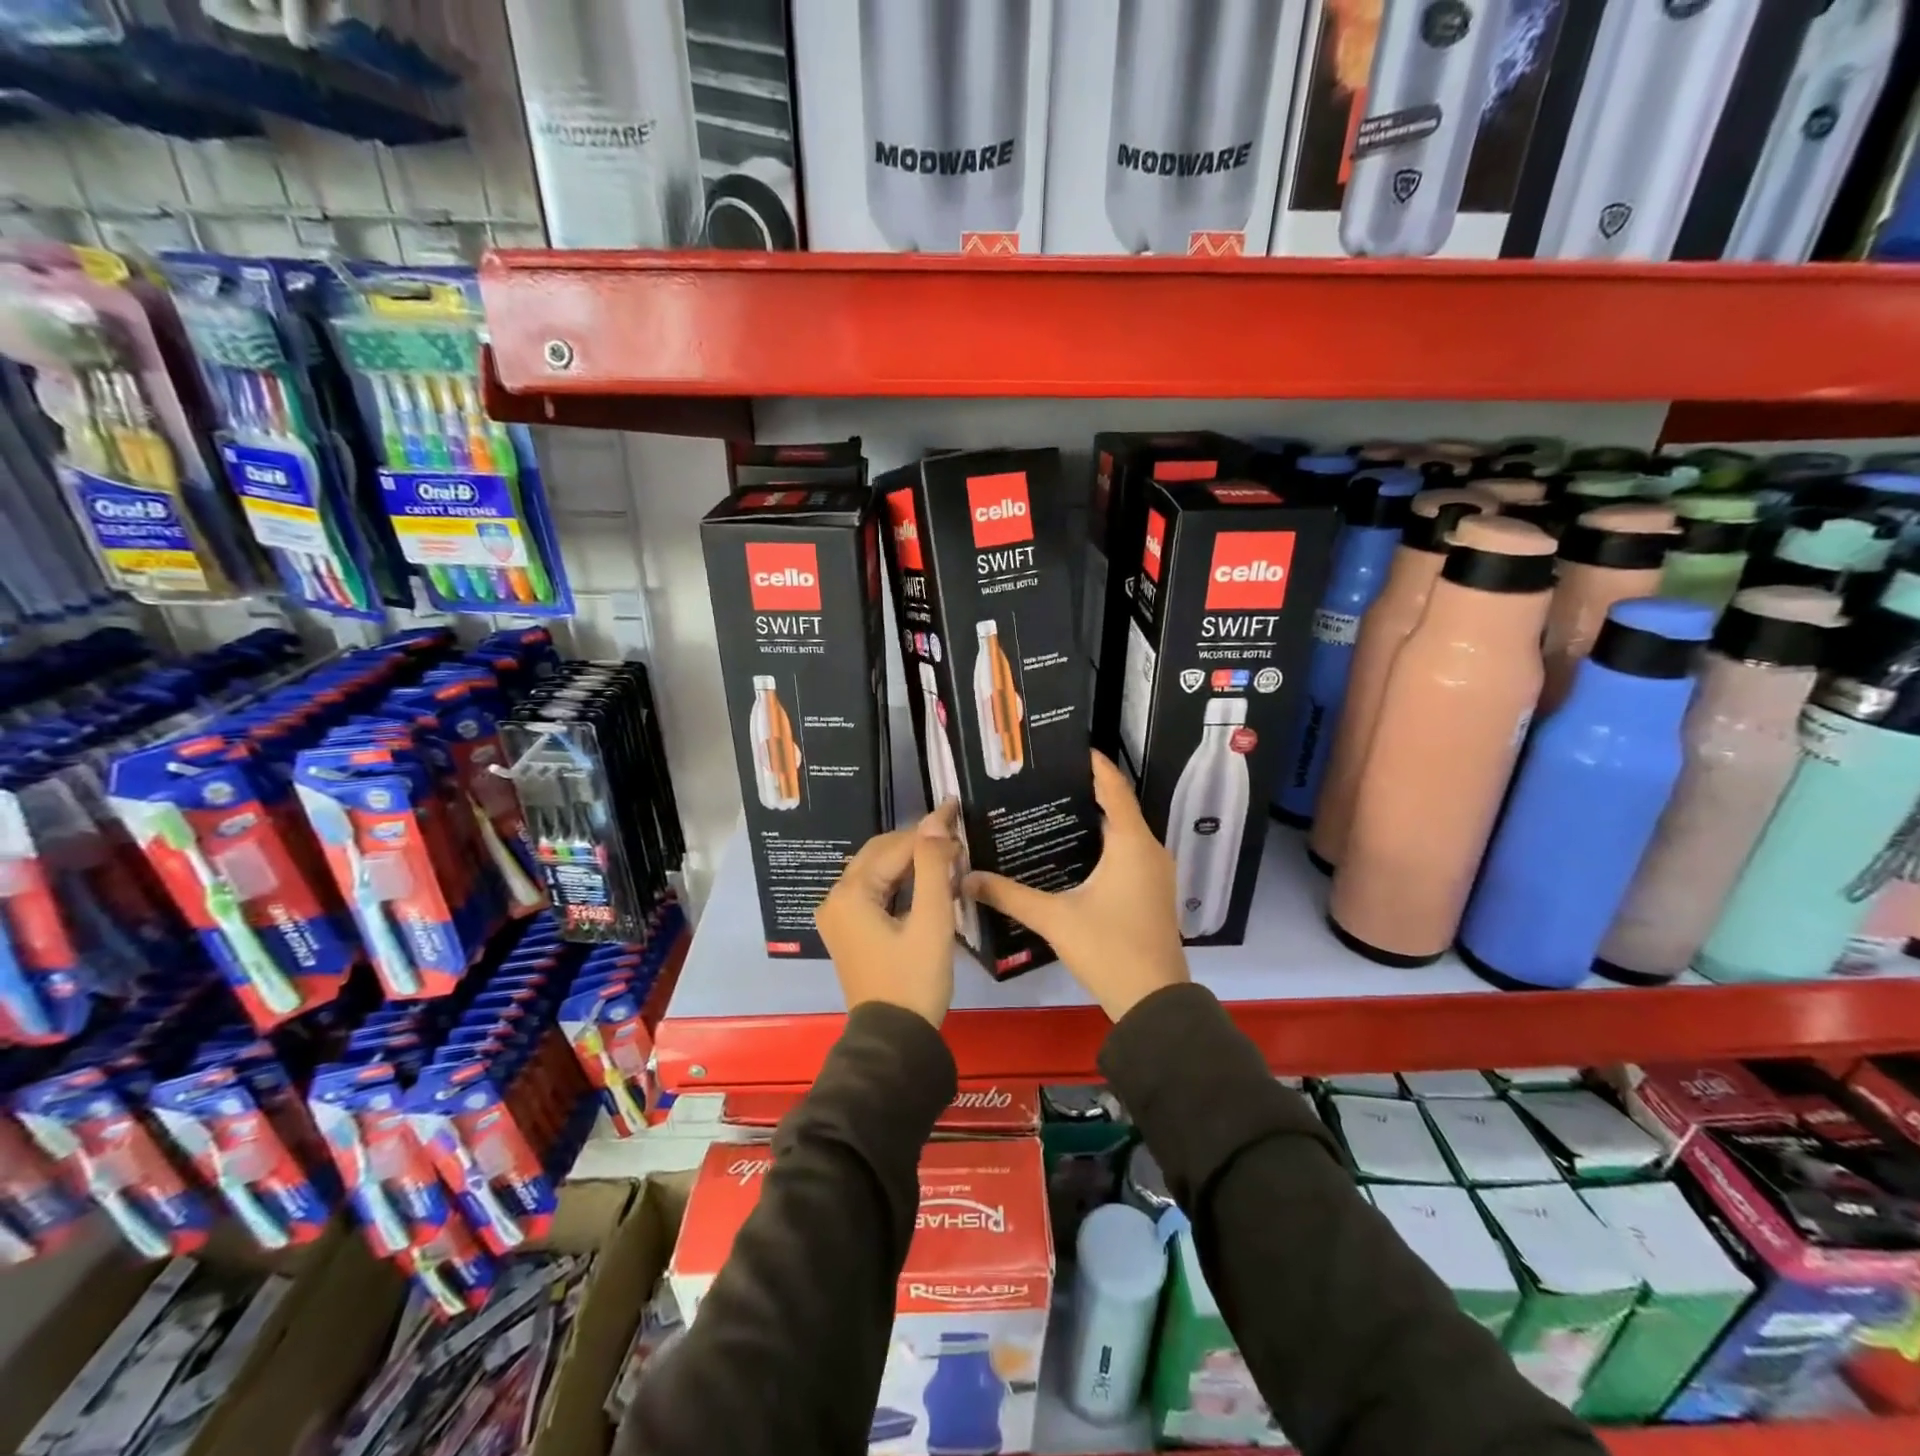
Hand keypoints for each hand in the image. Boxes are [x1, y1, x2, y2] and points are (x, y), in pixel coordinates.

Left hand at [817, 802, 960, 1026]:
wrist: (895, 1040)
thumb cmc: (915, 980)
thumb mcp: (931, 921)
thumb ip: (933, 867)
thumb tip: (937, 820)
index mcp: (850, 894)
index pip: (894, 847)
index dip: (929, 830)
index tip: (957, 812)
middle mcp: (836, 899)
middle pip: (880, 854)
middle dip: (917, 842)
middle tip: (956, 836)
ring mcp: (840, 916)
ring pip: (878, 872)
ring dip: (911, 861)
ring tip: (949, 856)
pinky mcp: (850, 931)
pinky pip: (876, 892)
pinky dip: (902, 883)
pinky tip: (929, 881)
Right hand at [966, 752, 1188, 1021]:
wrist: (1154, 1001)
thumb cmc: (1109, 948)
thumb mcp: (1054, 918)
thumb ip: (1009, 895)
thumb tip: (967, 877)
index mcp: (1131, 843)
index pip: (1114, 788)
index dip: (1095, 765)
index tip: (1068, 748)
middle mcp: (1149, 849)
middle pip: (1118, 807)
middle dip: (1086, 792)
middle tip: (1045, 782)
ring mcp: (1155, 872)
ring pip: (1124, 832)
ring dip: (1095, 820)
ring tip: (1053, 810)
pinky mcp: (1153, 891)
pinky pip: (1129, 852)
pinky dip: (1105, 843)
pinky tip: (1073, 852)